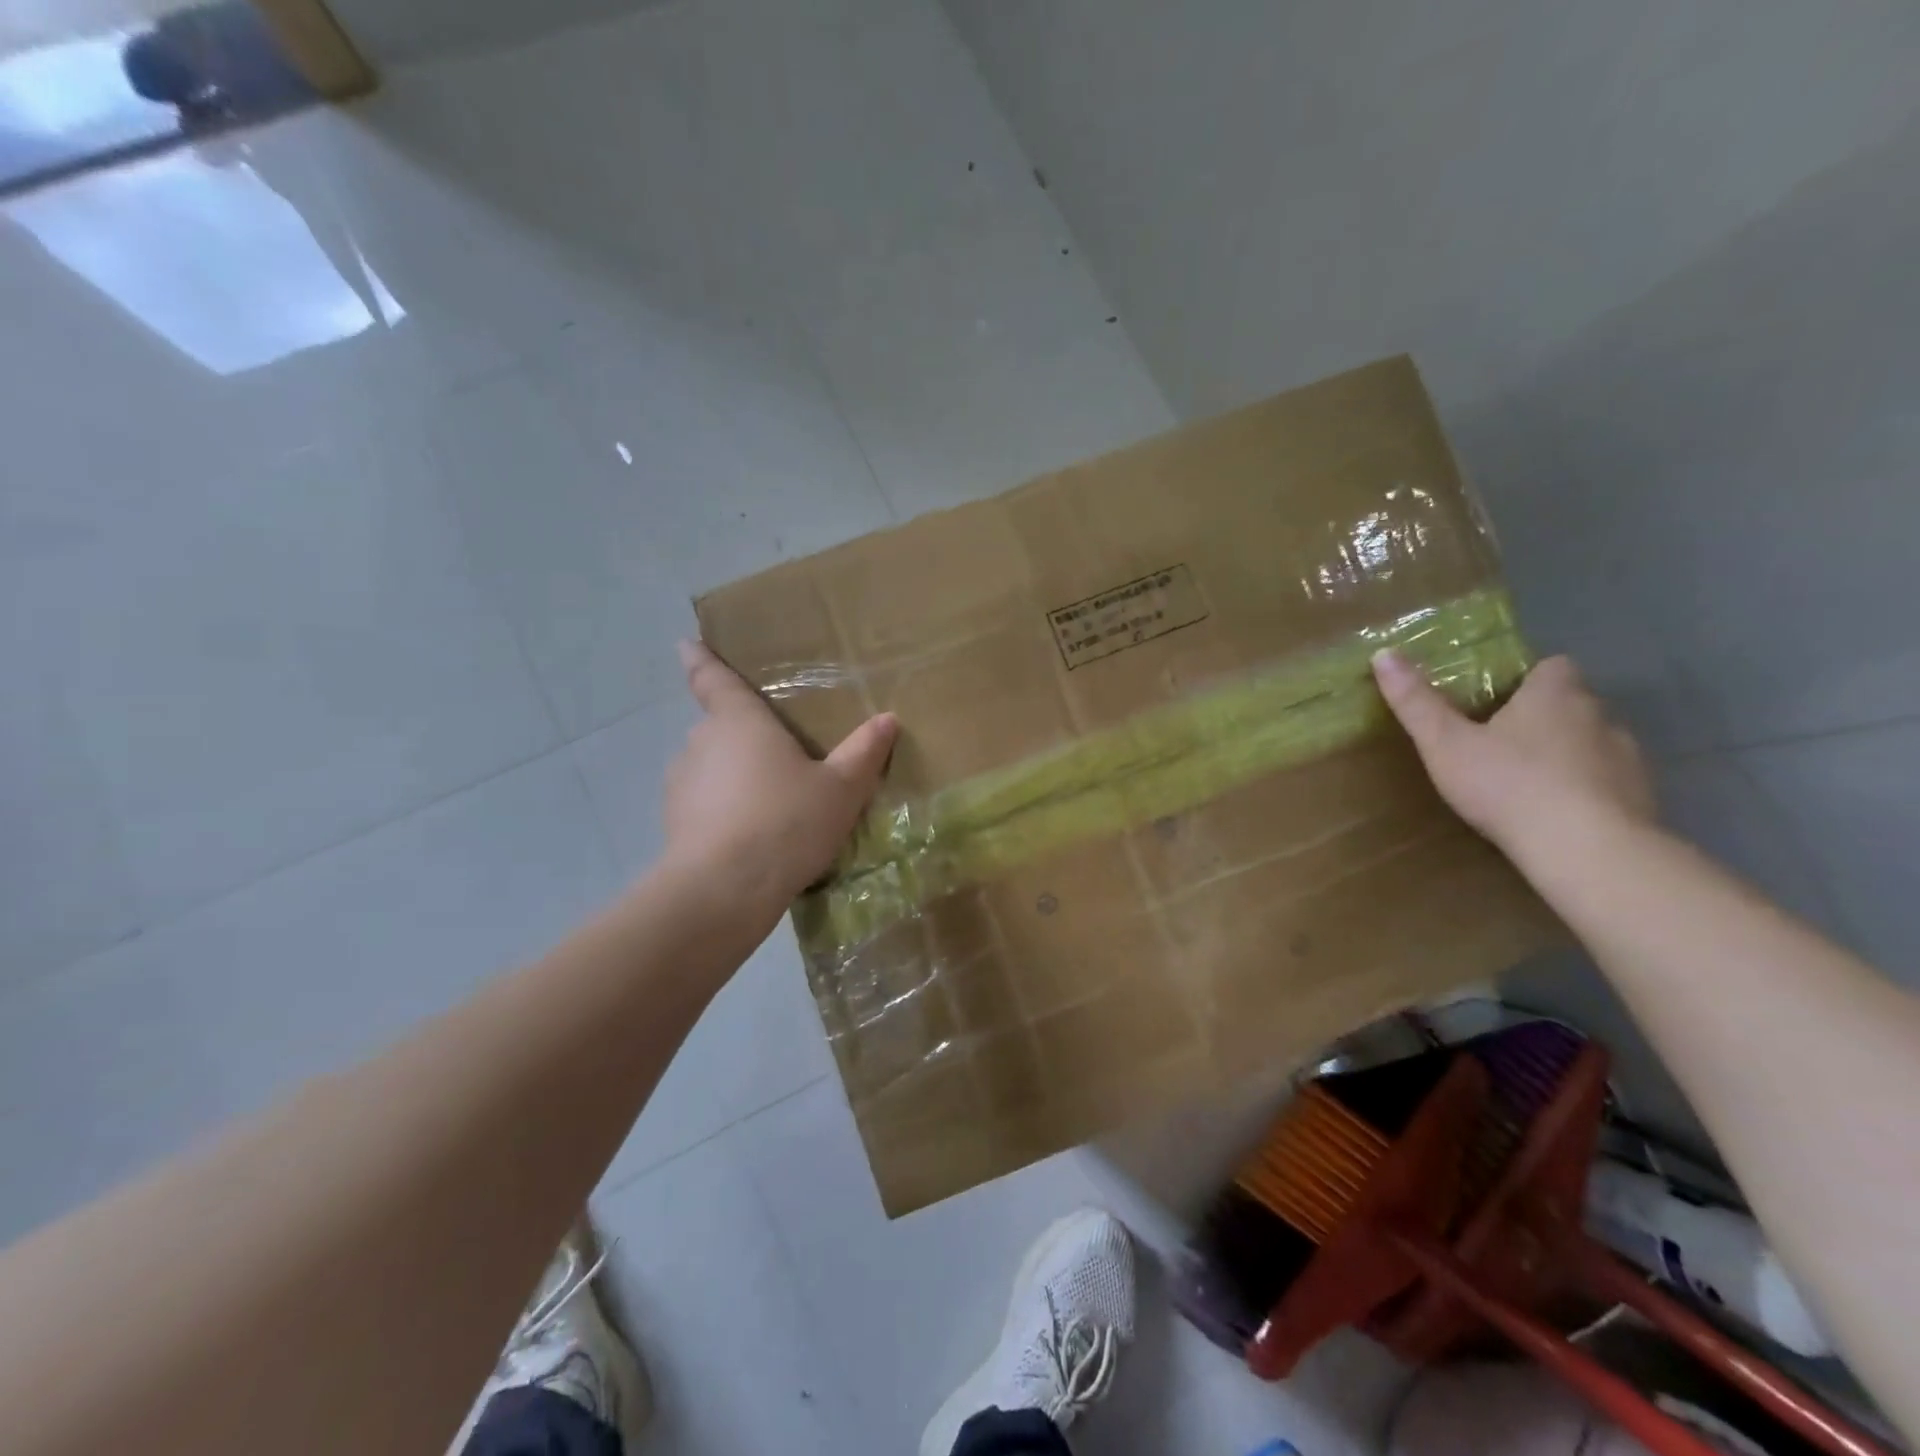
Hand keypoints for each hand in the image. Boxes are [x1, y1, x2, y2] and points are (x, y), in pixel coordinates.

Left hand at [664, 640, 897, 910]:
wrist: (724, 890)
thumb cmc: (786, 822)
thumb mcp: (840, 789)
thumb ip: (863, 753)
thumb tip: (888, 719)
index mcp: (740, 721)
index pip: (715, 679)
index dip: (702, 660)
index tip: (687, 644)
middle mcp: (702, 742)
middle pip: (720, 727)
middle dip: (741, 735)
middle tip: (776, 754)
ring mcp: (681, 783)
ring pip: (710, 767)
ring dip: (731, 776)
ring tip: (767, 803)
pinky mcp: (672, 822)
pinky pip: (702, 802)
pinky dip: (720, 809)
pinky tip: (748, 836)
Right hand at [1371, 651, 1654, 861]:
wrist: (1585, 849)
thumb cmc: (1508, 785)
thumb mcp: (1444, 744)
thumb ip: (1416, 702)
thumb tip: (1384, 654)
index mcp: (1554, 694)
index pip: (1552, 666)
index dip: (1527, 679)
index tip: (1497, 700)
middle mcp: (1599, 715)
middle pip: (1572, 704)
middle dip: (1542, 718)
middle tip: (1499, 744)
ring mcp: (1627, 757)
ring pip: (1592, 743)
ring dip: (1567, 754)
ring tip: (1527, 783)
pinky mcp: (1642, 797)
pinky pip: (1609, 782)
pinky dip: (1586, 790)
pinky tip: (1558, 815)